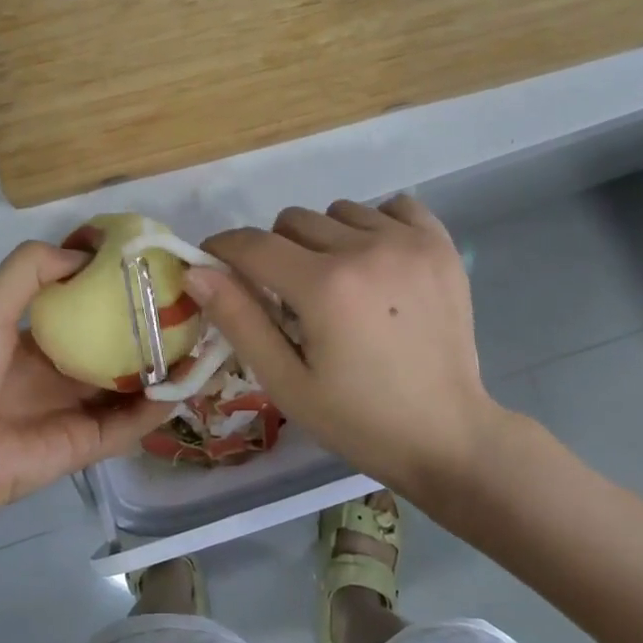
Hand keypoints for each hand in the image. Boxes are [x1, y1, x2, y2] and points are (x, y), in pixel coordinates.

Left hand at [0, 241, 171, 519]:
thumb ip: (32, 268)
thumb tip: (88, 253)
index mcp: (34, 338)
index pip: (84, 309)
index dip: (115, 291)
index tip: (152, 271)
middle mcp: (59, 372)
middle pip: (114, 347)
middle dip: (148, 330)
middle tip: (189, 307)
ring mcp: (75, 409)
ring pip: (129, 385)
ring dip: (162, 367)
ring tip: (200, 342)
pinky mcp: (88, 444)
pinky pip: (130, 423)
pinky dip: (157, 407)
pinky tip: (186, 383)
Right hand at [187, 196, 510, 496]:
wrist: (447, 435)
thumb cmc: (359, 419)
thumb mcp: (287, 382)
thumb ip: (239, 320)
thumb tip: (195, 271)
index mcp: (325, 287)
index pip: (252, 244)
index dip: (222, 250)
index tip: (214, 265)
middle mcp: (366, 249)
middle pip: (292, 221)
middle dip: (275, 252)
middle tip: (288, 297)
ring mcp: (409, 243)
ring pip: (338, 211)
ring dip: (324, 239)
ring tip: (338, 284)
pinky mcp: (440, 245)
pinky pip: (392, 207)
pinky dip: (375, 225)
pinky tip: (377, 263)